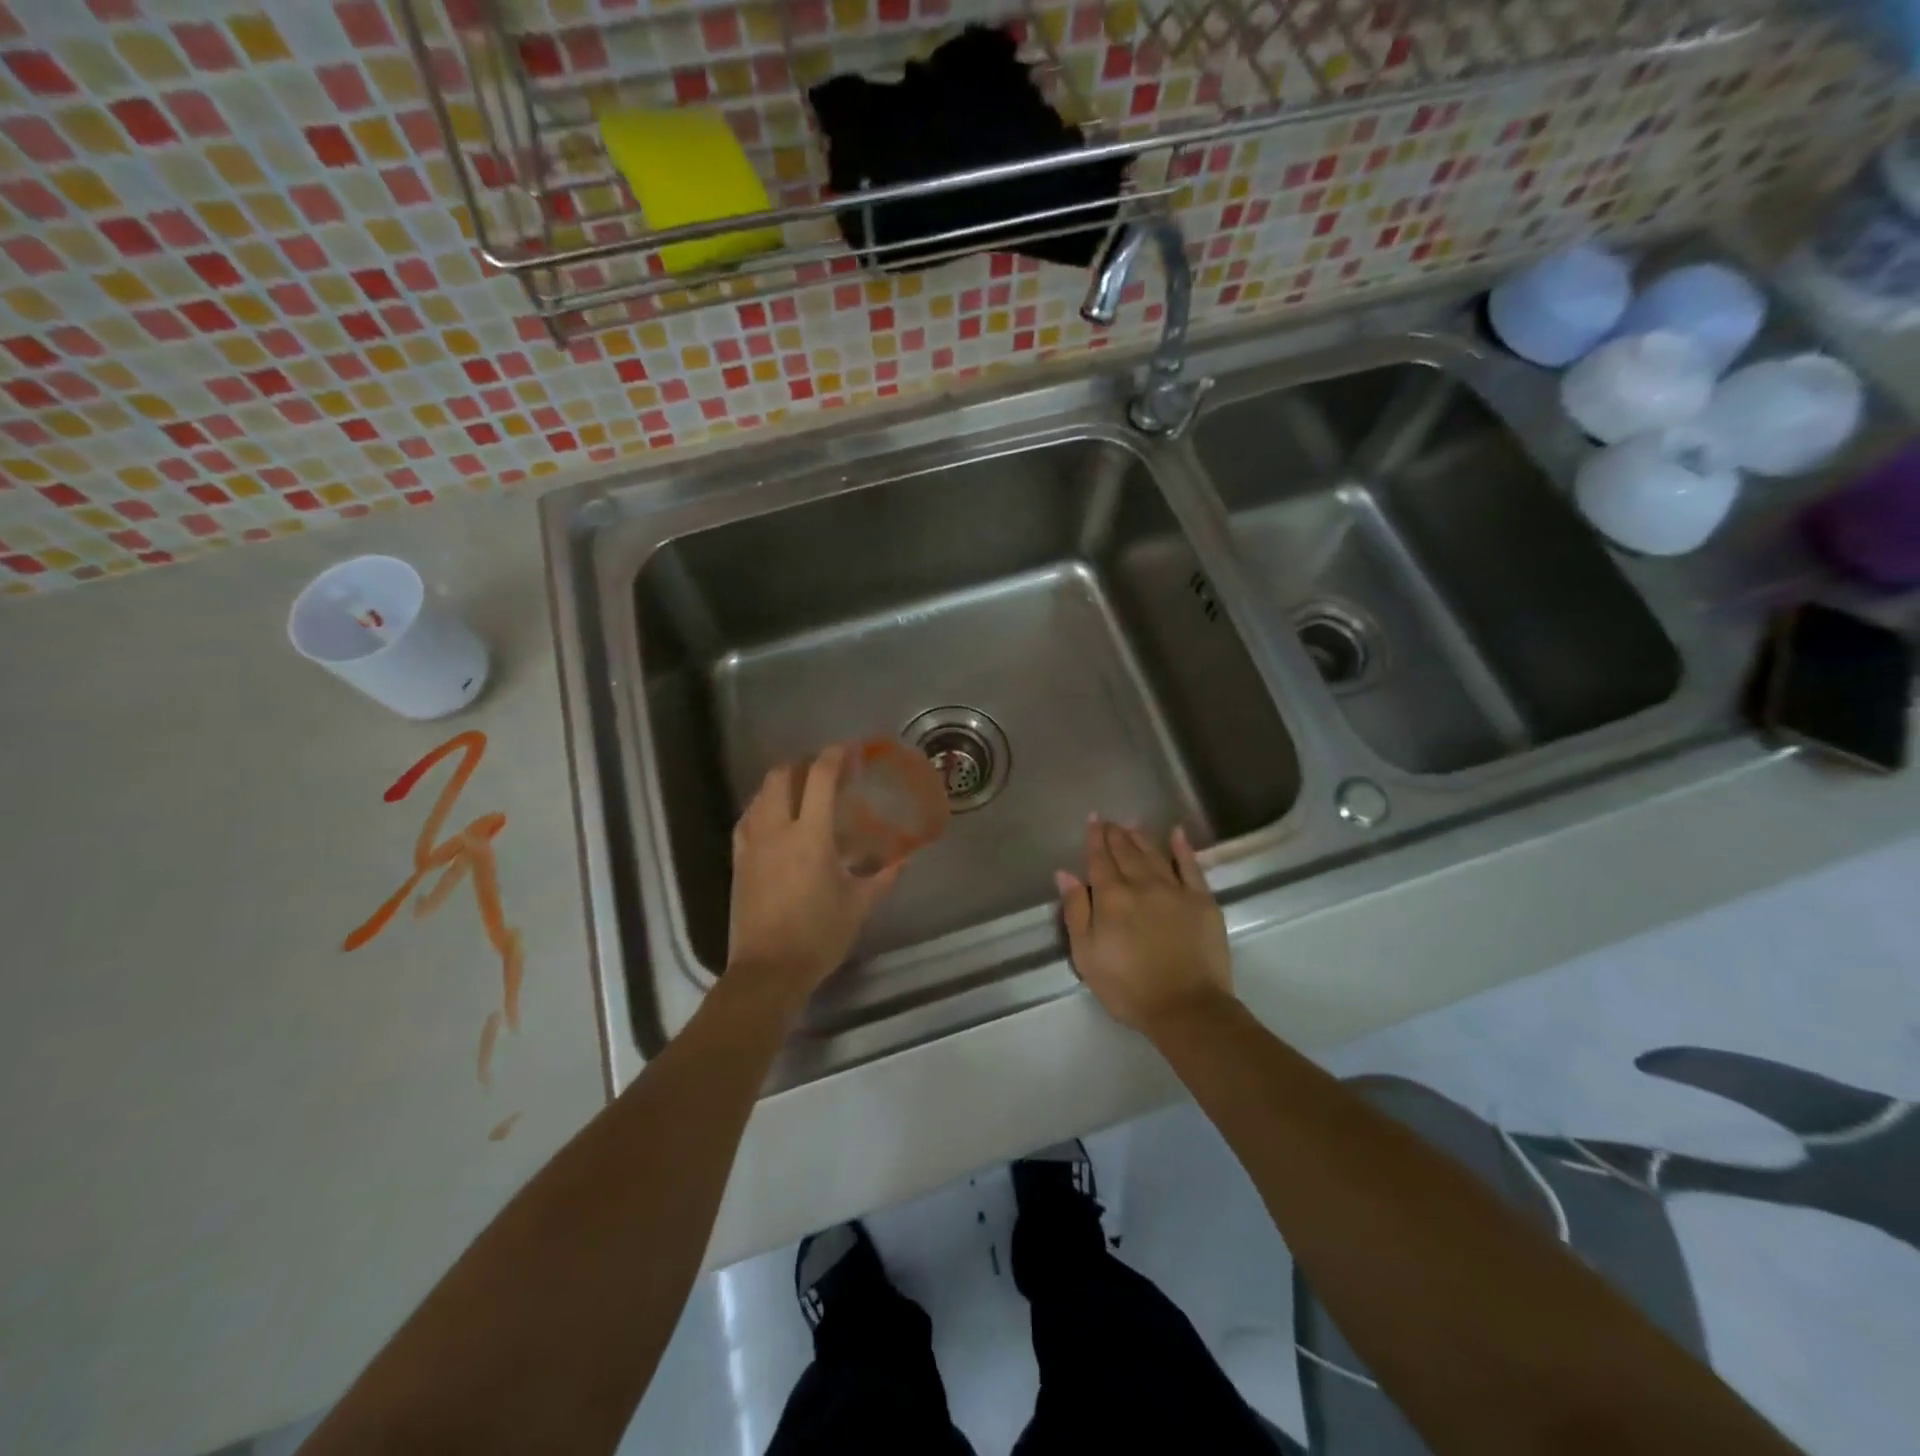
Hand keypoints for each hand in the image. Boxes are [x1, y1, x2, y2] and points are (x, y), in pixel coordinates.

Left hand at [727, 744, 900, 1007]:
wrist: (767, 971)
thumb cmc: (818, 936)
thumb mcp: (860, 905)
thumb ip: (884, 876)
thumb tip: (905, 857)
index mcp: (810, 836)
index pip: (819, 778)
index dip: (835, 756)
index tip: (849, 749)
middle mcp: (776, 831)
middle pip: (781, 776)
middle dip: (803, 764)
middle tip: (825, 770)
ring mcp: (751, 845)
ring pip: (760, 795)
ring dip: (781, 783)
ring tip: (802, 790)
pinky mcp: (738, 861)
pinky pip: (747, 818)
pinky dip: (763, 806)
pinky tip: (775, 818)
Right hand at [1055, 817, 1232, 1033]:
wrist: (1186, 1007)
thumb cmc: (1127, 987)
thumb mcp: (1086, 955)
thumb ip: (1075, 911)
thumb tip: (1065, 874)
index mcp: (1111, 897)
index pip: (1100, 859)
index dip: (1095, 838)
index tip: (1093, 819)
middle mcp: (1142, 884)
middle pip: (1126, 852)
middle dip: (1115, 833)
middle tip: (1109, 820)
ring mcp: (1175, 890)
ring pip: (1154, 854)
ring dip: (1141, 837)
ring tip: (1132, 824)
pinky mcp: (1202, 900)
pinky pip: (1191, 866)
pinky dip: (1182, 847)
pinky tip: (1176, 833)